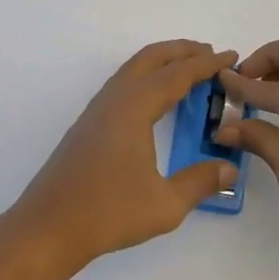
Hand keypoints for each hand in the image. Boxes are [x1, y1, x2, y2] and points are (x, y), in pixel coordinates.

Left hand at [5, 40, 241, 275]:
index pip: (176, 75)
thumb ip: (200, 182)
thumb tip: (229, 169)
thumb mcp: (165, 204)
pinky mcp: (88, 125)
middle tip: (211, 55)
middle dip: (182, 51)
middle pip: (150, 58)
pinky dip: (146, 79)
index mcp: (133, 108)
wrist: (47, 228)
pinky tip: (155, 101)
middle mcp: (114, 100)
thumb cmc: (108, 213)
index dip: (206, 64)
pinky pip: (123, 86)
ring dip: (161, 63)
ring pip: (133, 70)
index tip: (230, 56)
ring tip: (188, 72)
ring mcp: (97, 111)